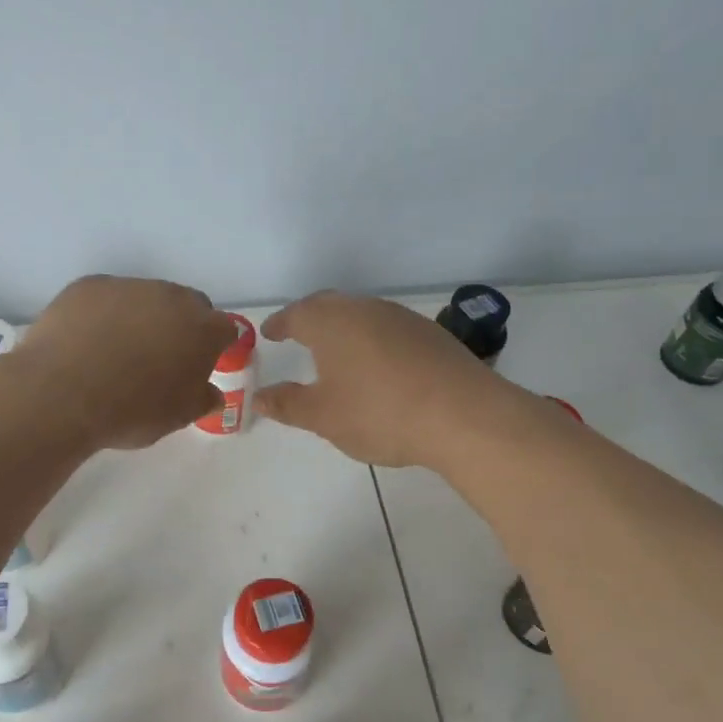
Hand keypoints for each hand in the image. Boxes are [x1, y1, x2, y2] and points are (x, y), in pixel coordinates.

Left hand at [17, 275, 238, 449]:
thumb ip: (202, 399)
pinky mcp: (88, 286)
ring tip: (116, 351)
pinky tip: (87, 342)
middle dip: (181, 326)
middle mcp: (170, 297)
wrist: (62, 394)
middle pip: (186, 305)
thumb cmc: (131, 411)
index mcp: (201, 329)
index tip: (201, 365)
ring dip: (141, 317)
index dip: (215, 347)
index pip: (224, 329)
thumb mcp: (177, 418)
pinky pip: (106, 297)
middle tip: (161, 358)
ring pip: (145, 297)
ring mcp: (127, 286)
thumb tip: (211, 392)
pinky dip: (103, 314)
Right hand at [258, 291, 495, 466]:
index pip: (296, 314)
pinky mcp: (430, 333)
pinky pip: (388, 328)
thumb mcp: (323, 416)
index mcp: (331, 323)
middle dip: (309, 318)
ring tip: (335, 351)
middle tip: (296, 334)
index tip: (269, 333)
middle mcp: (364, 309)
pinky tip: (377, 365)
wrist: (463, 415)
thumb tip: (259, 397)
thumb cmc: (379, 413)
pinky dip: (372, 340)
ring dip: (343, 327)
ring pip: (361, 314)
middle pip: (329, 305)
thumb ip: (287, 404)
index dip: (280, 324)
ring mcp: (401, 318)